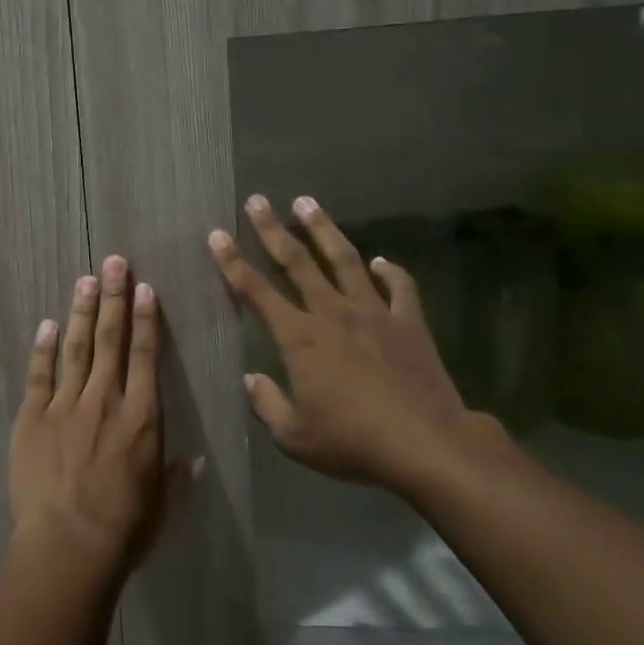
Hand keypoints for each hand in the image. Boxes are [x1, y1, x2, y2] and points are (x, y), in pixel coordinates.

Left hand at [9, 254, 190, 578]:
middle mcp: (105, 400)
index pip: (147, 356)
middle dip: (113, 298)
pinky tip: (46, 324)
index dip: (146, 318)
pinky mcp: (32, 419)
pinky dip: (42, 348)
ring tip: (86, 279)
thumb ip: (176, 477)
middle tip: (114, 261)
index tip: (144, 287)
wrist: (67, 546)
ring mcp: (65, 406)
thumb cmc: (124, 529)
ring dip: (81, 311)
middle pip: (110, 339)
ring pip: (75, 348)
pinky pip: (39, 375)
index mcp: (142, 417)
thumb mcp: (162, 505)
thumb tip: (193, 459)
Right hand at [208, 195, 503, 491]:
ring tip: (307, 202)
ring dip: (323, 230)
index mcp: (300, 338)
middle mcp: (332, 313)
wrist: (425, 444)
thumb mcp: (295, 436)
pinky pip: (399, 287)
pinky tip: (381, 261)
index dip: (233, 262)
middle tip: (258, 200)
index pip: (256, 292)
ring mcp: (374, 313)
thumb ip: (267, 404)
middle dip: (273, 230)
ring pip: (345, 260)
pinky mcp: (409, 322)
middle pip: (297, 262)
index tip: (217, 234)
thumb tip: (251, 379)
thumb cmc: (352, 442)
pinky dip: (390, 271)